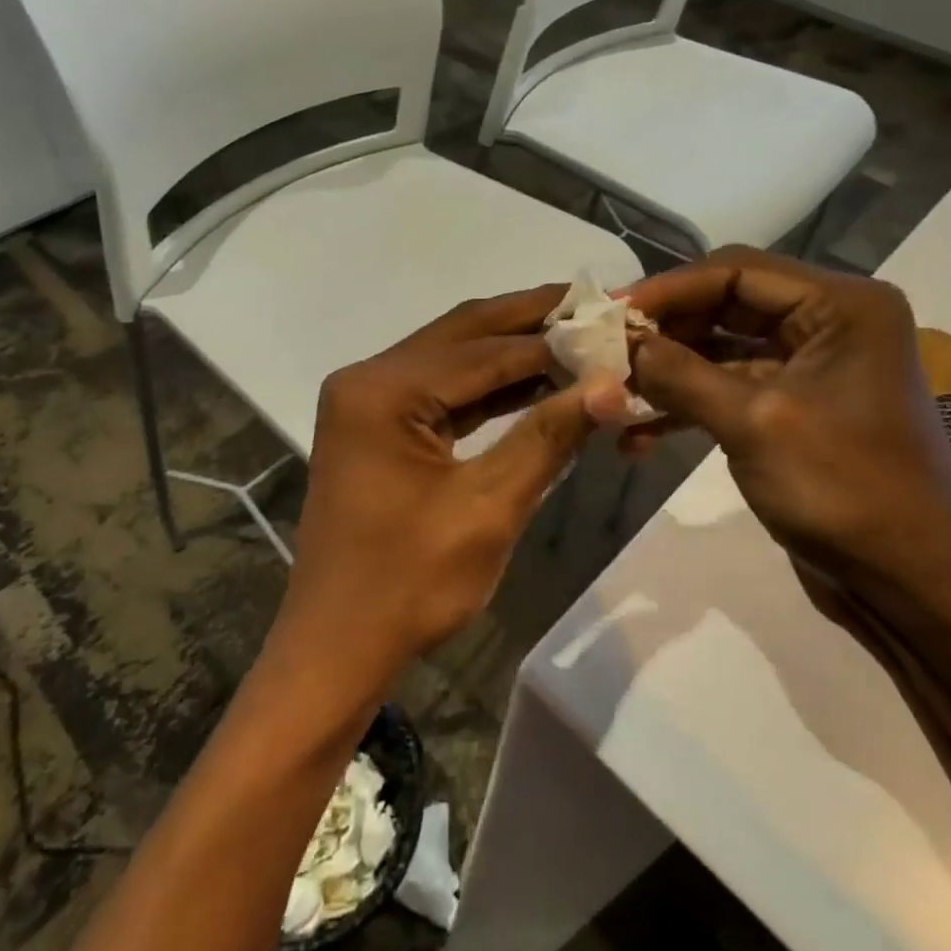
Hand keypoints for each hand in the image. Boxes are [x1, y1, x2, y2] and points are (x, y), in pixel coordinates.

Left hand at [277, 287, 614, 692]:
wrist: (338, 646)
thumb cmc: (409, 585)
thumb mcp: (488, 509)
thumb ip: (548, 437)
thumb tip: (611, 385)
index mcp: (383, 391)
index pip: (484, 350)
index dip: (552, 341)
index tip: (611, 328)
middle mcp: (367, 378)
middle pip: (463, 334)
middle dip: (529, 321)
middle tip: (593, 304)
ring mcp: (366, 400)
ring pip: (452, 358)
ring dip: (511, 351)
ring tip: (576, 337)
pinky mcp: (374, 424)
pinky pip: (439, 390)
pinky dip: (487, 386)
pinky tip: (535, 381)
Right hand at [617, 248, 950, 618]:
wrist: (908, 585)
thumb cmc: (844, 491)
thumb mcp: (753, 423)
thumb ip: (680, 374)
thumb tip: (621, 342)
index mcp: (841, 307)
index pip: (736, 271)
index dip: (668, 289)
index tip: (611, 313)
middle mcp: (829, 324)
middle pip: (725, 306)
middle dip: (664, 331)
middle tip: (605, 350)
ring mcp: (810, 367)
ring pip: (719, 350)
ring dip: (668, 372)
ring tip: (613, 394)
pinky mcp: (792, 408)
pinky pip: (729, 389)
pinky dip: (687, 406)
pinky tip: (638, 436)